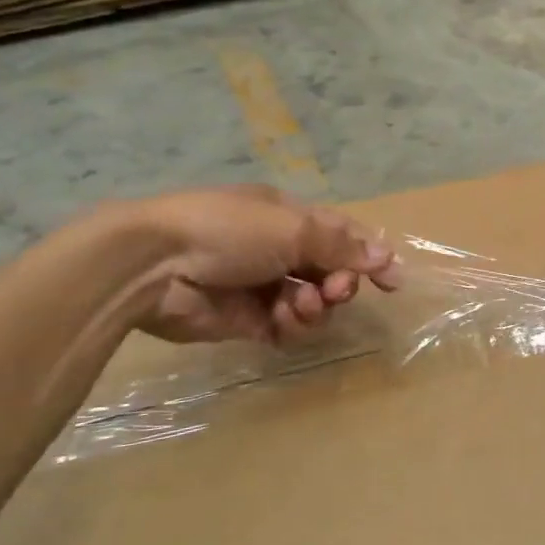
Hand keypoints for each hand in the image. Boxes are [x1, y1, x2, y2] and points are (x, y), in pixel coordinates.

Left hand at [118, 187, 400, 345]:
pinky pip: (286, 328)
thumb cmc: (228, 231)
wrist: (153, 265)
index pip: (342, 234)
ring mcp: (262, 285)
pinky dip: (291, 327)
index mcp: (289, 216)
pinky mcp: (246, 320)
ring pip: (312, 303)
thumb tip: (385, 257)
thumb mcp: (293, 228)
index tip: (392, 281)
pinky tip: (281, 322)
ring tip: (299, 306)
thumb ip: (342, 247)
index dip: (369, 255)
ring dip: (315, 307)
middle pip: (331, 271)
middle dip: (340, 283)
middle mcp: (279, 249)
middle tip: (334, 291)